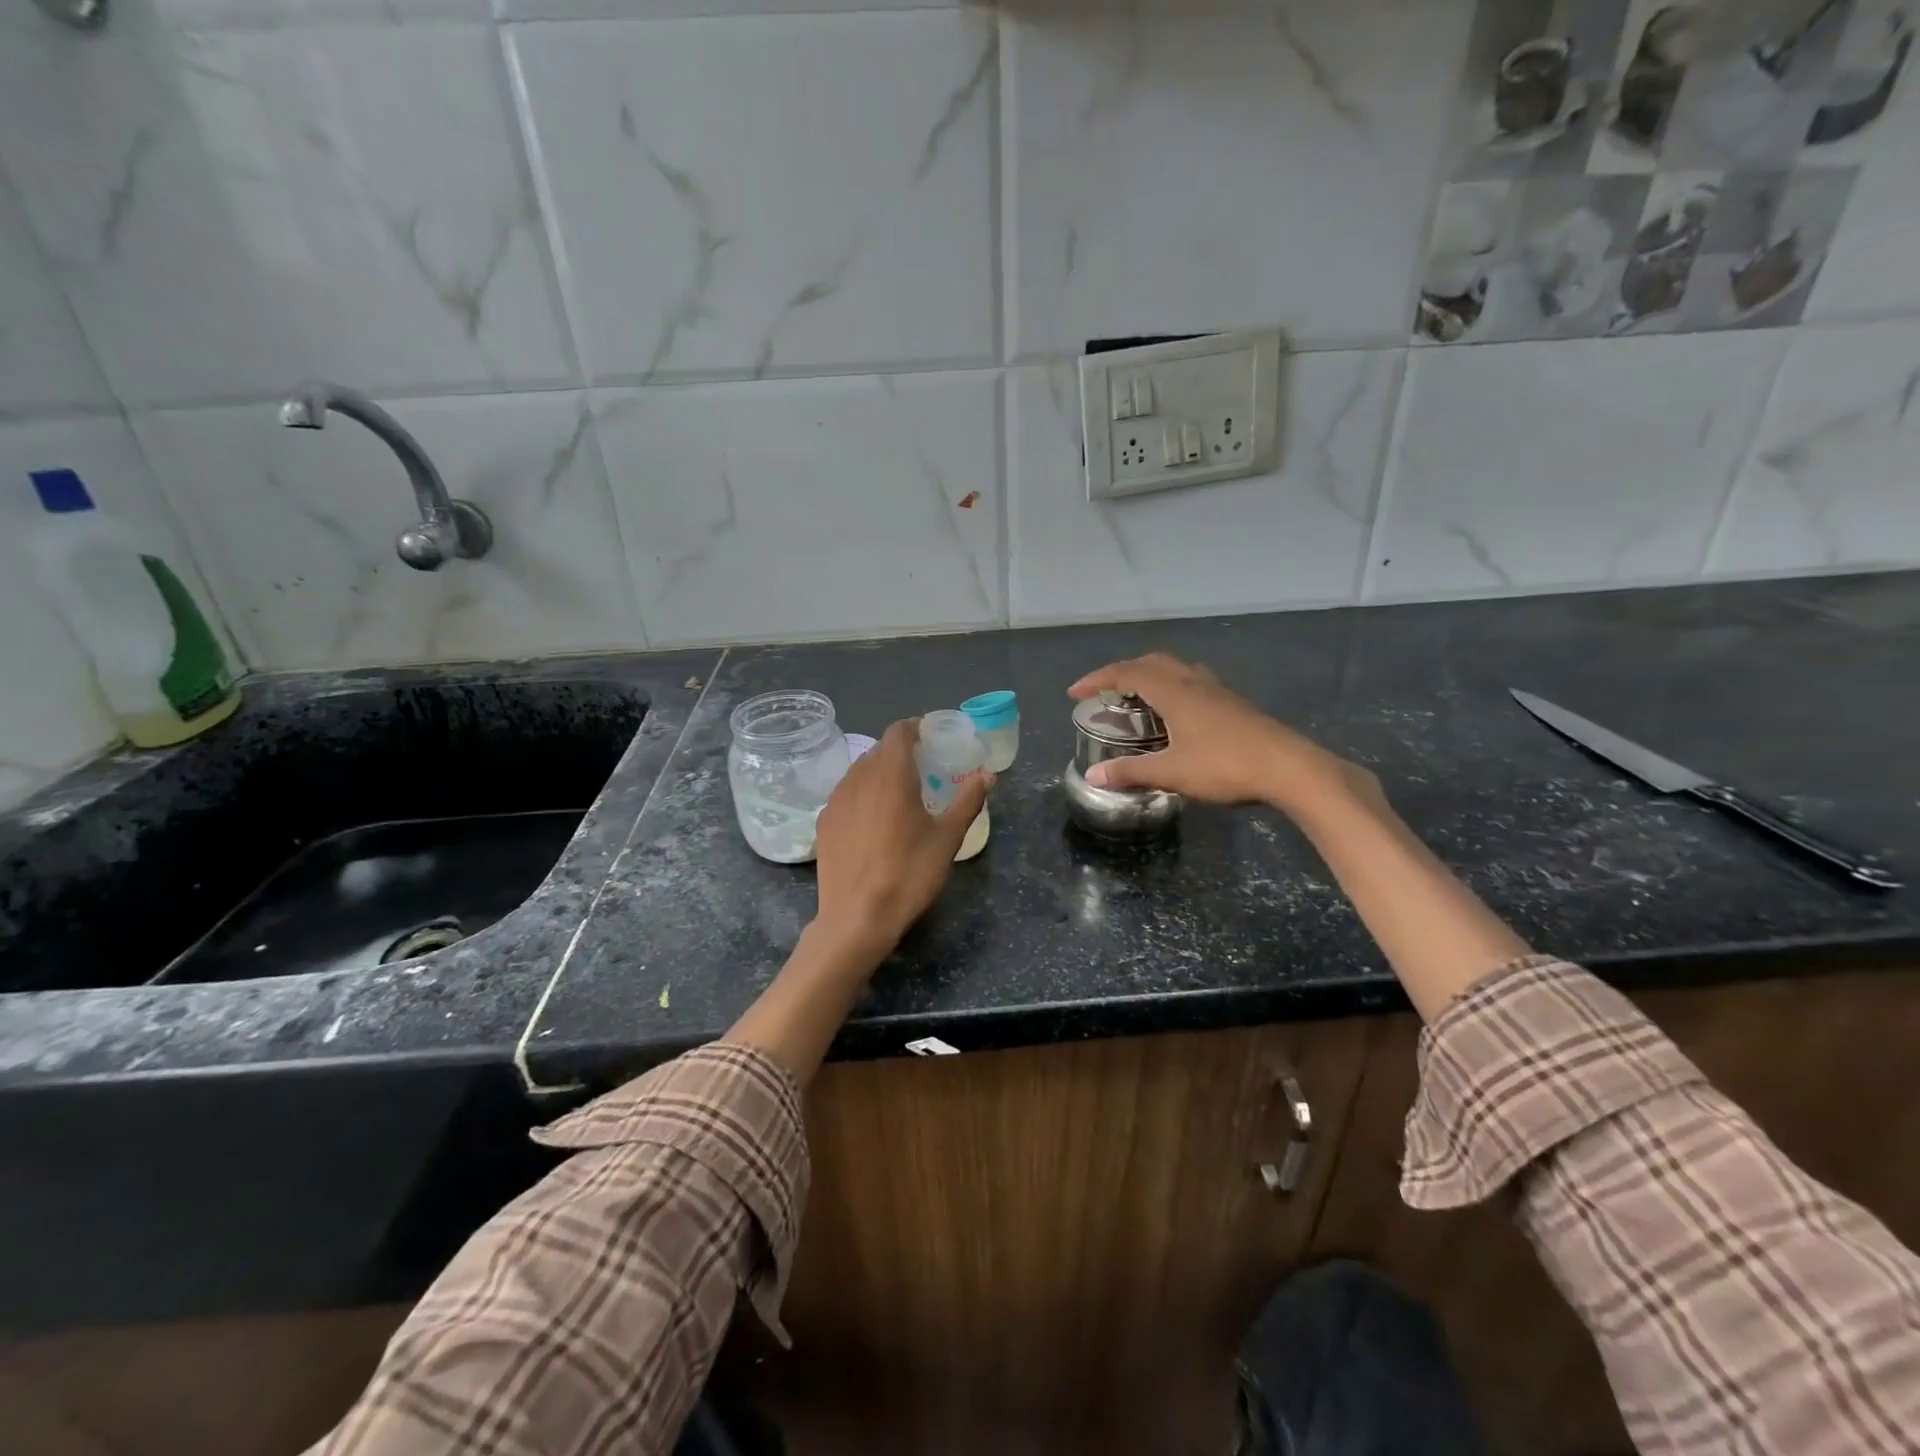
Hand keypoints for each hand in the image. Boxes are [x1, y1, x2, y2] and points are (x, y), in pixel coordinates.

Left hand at [812, 719, 990, 955]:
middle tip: (922, 770)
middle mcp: (859, 779)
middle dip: (900, 753)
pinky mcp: (823, 823)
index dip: (914, 728)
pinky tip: (872, 822)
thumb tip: (988, 774)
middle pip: (878, 751)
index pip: (897, 732)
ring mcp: (836, 801)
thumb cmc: (909, 873)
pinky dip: (862, 796)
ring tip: (897, 796)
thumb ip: (968, 801)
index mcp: (891, 775)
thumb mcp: (948, 838)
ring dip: (879, 773)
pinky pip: (845, 795)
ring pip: (858, 772)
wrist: (857, 917)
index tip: (930, 738)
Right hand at [1068, 654, 1381, 818]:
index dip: (1097, 679)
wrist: (1289, 768)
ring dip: (1151, 676)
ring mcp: (1218, 691)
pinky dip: (1172, 687)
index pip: (1127, 673)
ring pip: (1176, 669)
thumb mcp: (1171, 772)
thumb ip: (1131, 772)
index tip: (1075, 693)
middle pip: (1152, 662)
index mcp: (1174, 691)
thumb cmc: (1225, 766)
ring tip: (1138, 699)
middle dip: (1123, 672)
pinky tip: (1176, 713)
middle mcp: (1194, 682)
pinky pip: (1193, 682)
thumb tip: (1093, 775)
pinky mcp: (1234, 704)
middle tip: (1106, 692)